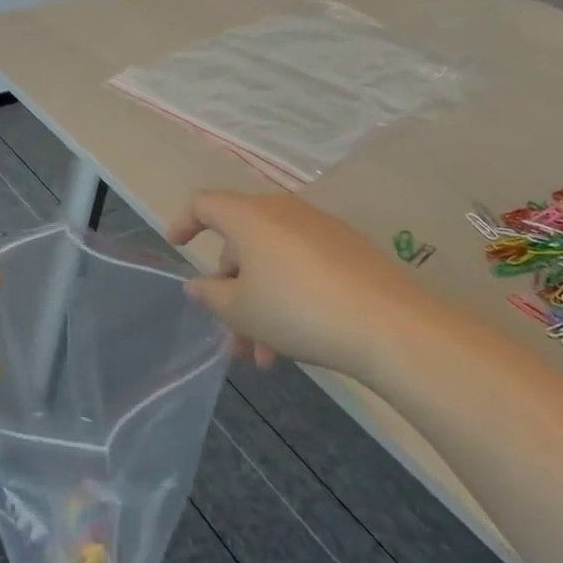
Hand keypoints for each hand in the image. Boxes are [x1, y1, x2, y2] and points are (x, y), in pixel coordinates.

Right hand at [167, 191, 437, 383]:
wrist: (386, 322)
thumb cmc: (296, 310)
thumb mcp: (241, 310)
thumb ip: (211, 295)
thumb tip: (199, 284)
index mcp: (249, 217)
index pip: (205, 204)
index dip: (185, 222)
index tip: (175, 245)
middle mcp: (283, 211)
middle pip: (242, 243)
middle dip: (231, 291)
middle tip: (234, 337)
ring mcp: (318, 228)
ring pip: (273, 262)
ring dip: (261, 304)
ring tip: (268, 358)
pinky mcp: (347, 247)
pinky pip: (302, 265)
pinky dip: (289, 295)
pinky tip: (298, 338)